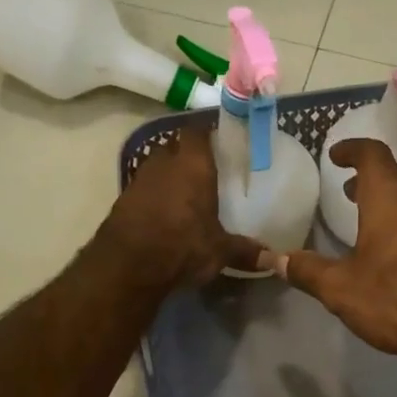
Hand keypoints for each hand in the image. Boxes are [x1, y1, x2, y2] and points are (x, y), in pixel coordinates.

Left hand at [100, 125, 264, 287]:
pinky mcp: (123, 199)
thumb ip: (245, 250)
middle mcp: (164, 163)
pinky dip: (154, 194)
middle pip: (175, 146)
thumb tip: (273, 259)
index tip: (219, 141)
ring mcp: (139, 179)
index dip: (207, 132)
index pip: (197, 130)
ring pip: (157, 166)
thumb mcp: (219, 251)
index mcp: (193, 164)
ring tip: (186, 191)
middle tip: (206, 168)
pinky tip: (165, 212)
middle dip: (188, 154)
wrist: (127, 266)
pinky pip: (144, 188)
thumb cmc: (182, 246)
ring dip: (169, 174)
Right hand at [271, 138, 396, 365]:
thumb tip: (274, 259)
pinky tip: (392, 248)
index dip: (352, 149)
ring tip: (365, 215)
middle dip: (370, 175)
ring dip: (388, 197)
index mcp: (388, 197)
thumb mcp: (341, 288)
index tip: (335, 155)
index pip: (372, 154)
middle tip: (348, 188)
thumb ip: (307, 271)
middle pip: (395, 172)